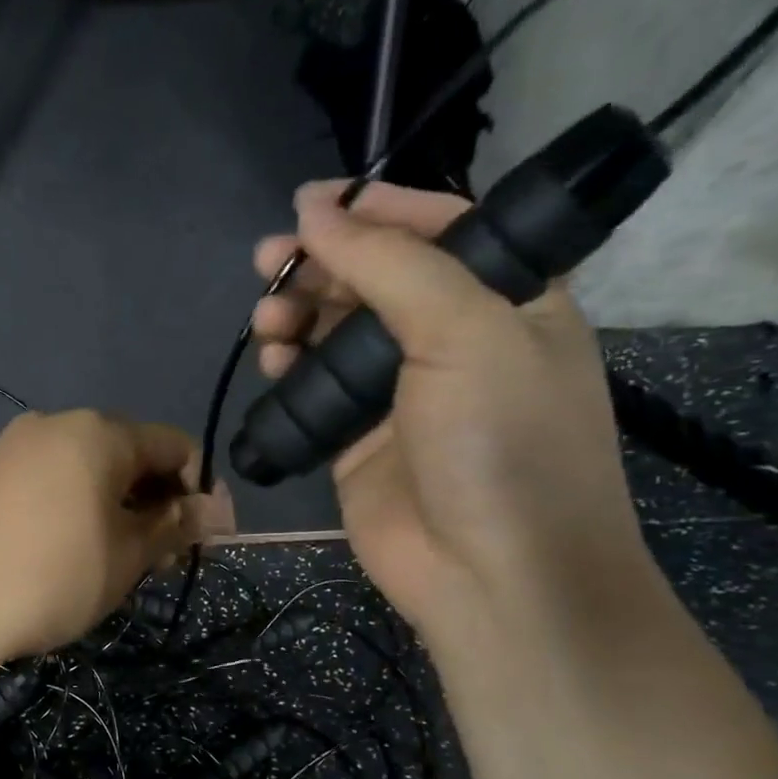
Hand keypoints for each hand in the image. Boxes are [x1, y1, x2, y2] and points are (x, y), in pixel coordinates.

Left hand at [0, 410, 229, 669]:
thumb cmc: (51, 578)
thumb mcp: (126, 558)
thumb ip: (174, 526)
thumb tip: (215, 510)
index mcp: (98, 432)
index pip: (174, 446)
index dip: (200, 490)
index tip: (206, 537)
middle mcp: (54, 425)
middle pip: (127, 454)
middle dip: (155, 502)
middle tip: (161, 559)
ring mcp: (12, 448)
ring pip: (86, 470)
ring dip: (115, 508)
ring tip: (116, 561)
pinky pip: (48, 481)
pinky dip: (74, 508)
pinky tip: (68, 552)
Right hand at [253, 181, 653, 647]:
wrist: (489, 574)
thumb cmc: (501, 443)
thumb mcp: (465, 332)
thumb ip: (388, 265)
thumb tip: (314, 211)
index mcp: (511, 300)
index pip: (441, 230)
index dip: (378, 210)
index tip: (312, 203)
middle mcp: (455, 340)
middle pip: (377, 280)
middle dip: (323, 264)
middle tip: (267, 260)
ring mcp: (401, 394)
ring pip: (337, 333)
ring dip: (299, 314)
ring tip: (266, 315)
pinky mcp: (356, 440)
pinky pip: (315, 388)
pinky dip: (290, 366)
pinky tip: (273, 358)